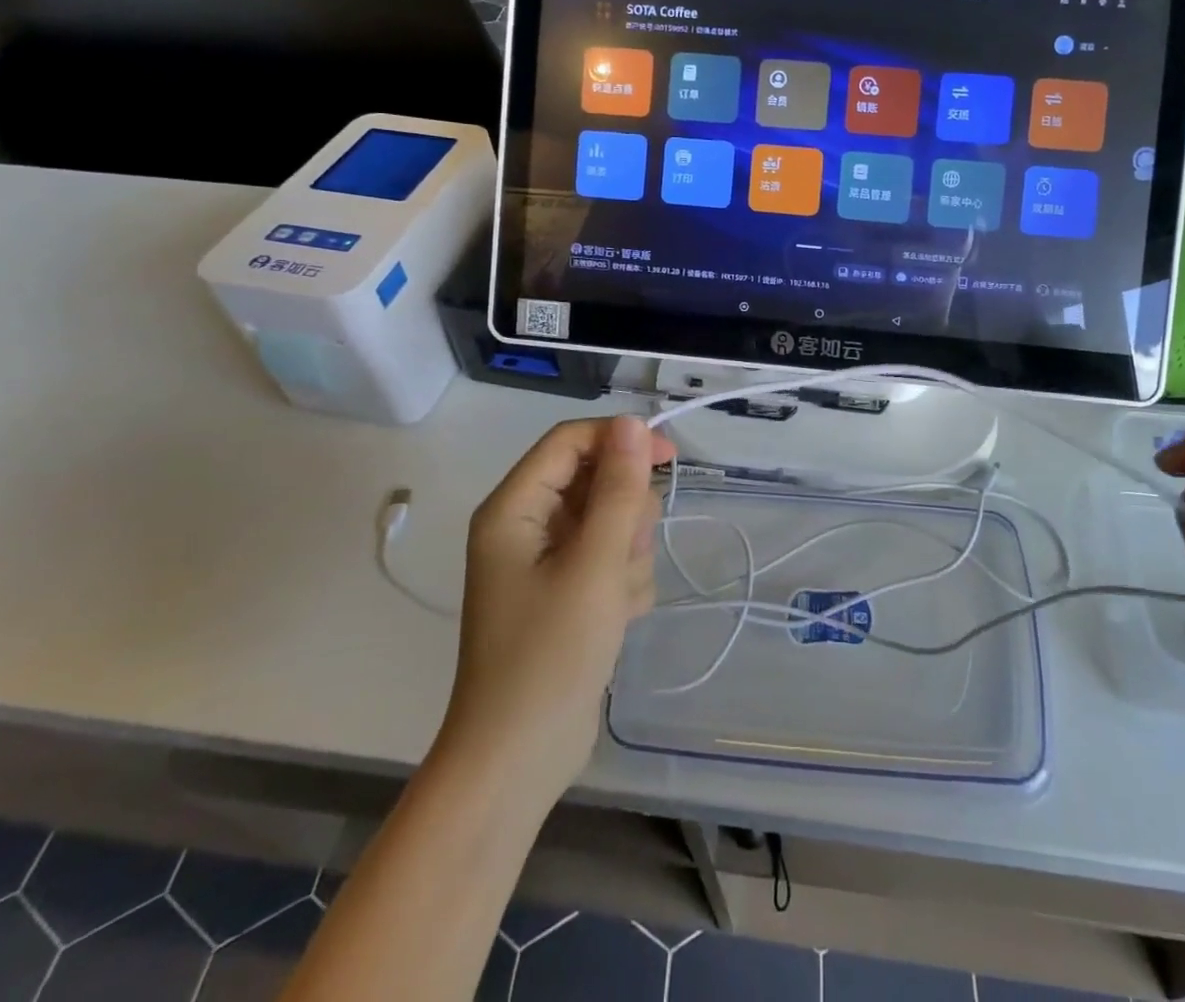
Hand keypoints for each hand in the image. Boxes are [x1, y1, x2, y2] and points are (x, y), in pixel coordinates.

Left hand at [434, 417, 675, 800]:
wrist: (519, 761)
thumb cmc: (549, 655)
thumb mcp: (594, 564)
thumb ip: (617, 489)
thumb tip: (631, 423)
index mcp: (514, 509)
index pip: (571, 441)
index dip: (620, 440)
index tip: (669, 457)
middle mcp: (526, 527)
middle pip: (595, 482)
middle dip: (624, 515)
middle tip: (623, 556)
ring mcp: (546, 563)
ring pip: (611, 523)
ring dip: (627, 554)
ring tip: (616, 599)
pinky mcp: (567, 594)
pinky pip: (610, 560)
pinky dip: (623, 583)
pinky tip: (616, 619)